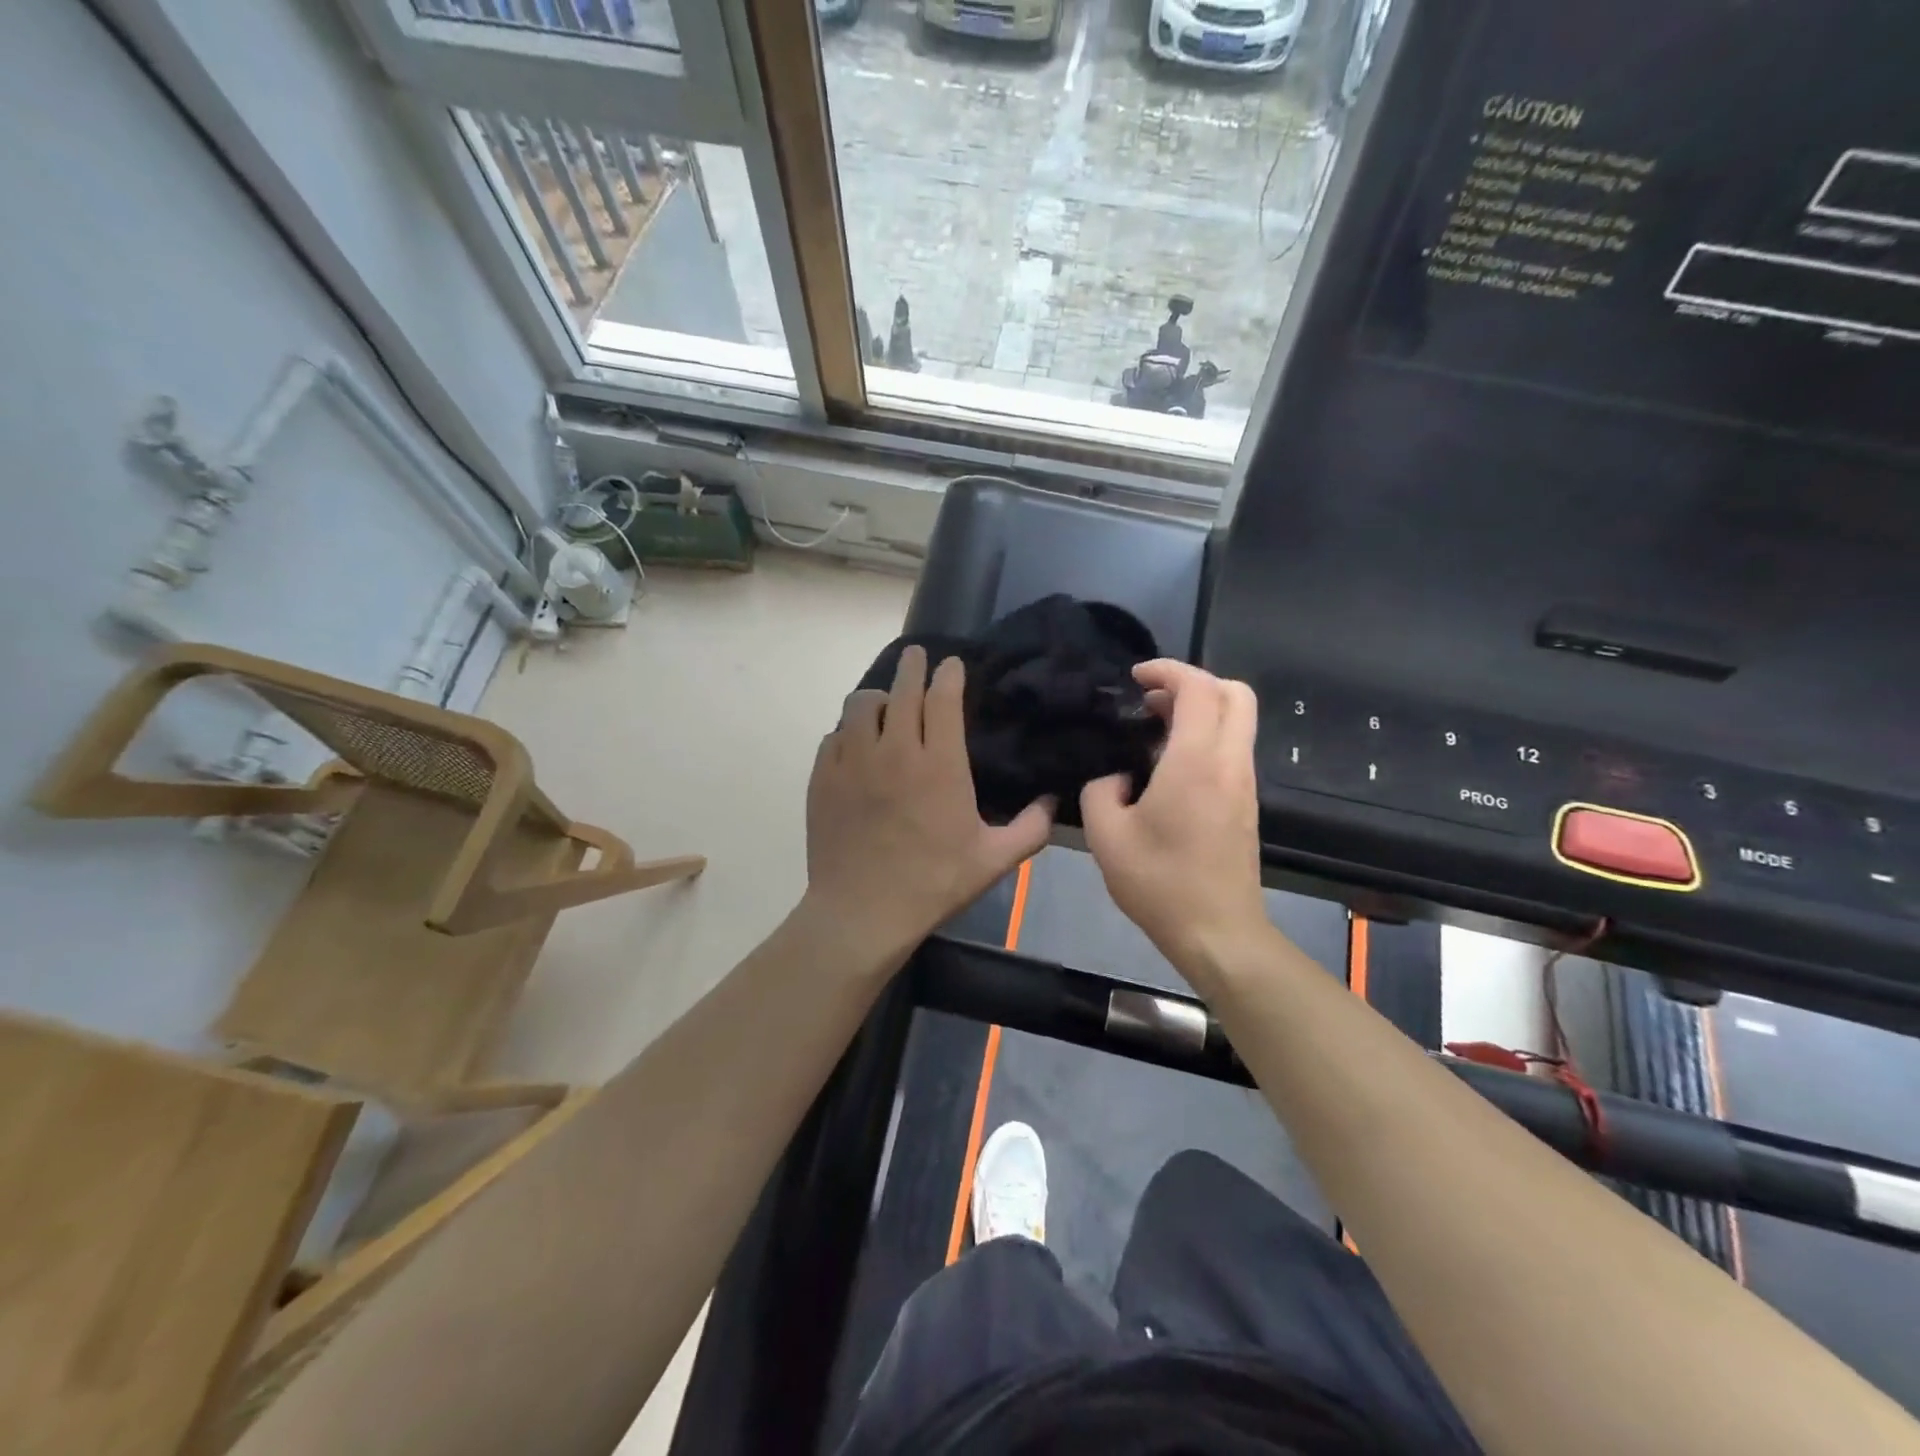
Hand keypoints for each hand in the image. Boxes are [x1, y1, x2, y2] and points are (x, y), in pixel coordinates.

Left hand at [803, 645, 1053, 964]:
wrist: (862, 912)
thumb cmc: (933, 884)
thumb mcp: (993, 861)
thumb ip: (1031, 828)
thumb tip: (1053, 801)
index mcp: (939, 765)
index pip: (943, 698)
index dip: (949, 674)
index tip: (952, 665)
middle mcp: (895, 751)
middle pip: (901, 689)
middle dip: (912, 666)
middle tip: (917, 657)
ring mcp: (853, 762)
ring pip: (861, 705)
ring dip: (878, 697)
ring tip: (885, 704)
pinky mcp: (822, 777)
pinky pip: (834, 736)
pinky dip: (848, 731)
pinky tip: (856, 743)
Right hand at [1080, 660, 1268, 968]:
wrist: (1218, 933)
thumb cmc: (1159, 882)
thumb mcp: (1105, 835)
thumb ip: (1100, 790)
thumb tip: (1116, 777)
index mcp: (1195, 762)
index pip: (1198, 688)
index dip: (1168, 670)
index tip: (1135, 678)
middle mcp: (1230, 763)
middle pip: (1235, 693)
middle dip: (1194, 682)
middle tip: (1152, 700)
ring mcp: (1244, 784)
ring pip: (1238, 720)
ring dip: (1201, 710)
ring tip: (1153, 731)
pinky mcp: (1247, 804)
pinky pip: (1233, 748)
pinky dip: (1206, 736)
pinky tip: (1168, 767)